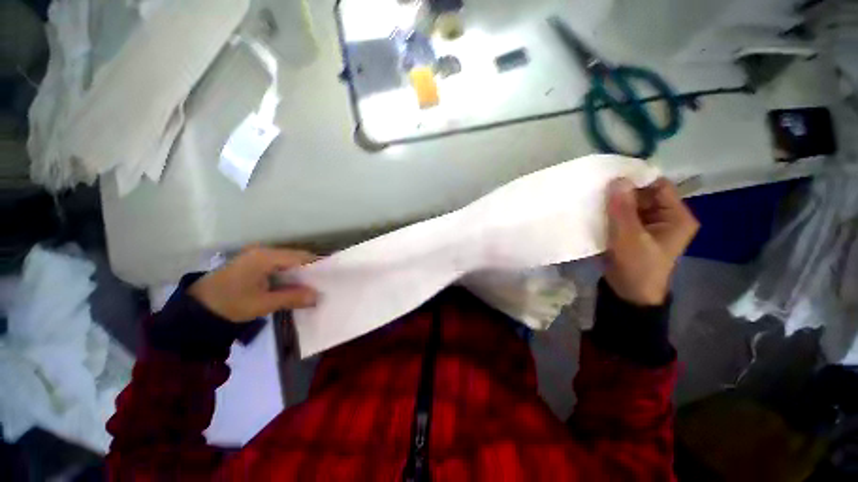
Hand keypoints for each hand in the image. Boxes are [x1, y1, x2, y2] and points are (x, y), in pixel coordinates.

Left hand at [188, 246, 317, 321]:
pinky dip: (289, 274)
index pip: (301, 257)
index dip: (317, 266)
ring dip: (300, 273)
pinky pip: (279, 265)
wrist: (197, 309)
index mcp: (266, 257)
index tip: (329, 278)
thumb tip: (318, 297)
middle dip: (310, 271)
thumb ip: (292, 298)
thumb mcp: (262, 304)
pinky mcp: (254, 263)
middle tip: (322, 285)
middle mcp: (264, 251)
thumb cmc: (229, 304)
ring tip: (311, 286)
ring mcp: (258, 256)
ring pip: (289, 262)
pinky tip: (294, 285)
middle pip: (296, 257)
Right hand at [604, 177, 698, 305]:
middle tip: (597, 187)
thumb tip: (617, 179)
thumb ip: (623, 209)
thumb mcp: (629, 238)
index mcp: (676, 217)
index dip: (637, 179)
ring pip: (630, 204)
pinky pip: (622, 214)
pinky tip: (594, 209)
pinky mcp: (633, 231)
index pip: (659, 186)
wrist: (628, 294)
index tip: (611, 175)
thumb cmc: (636, 267)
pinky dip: (609, 211)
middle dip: (621, 191)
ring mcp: (648, 224)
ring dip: (613, 201)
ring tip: (592, 196)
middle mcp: (665, 216)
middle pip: (643, 194)